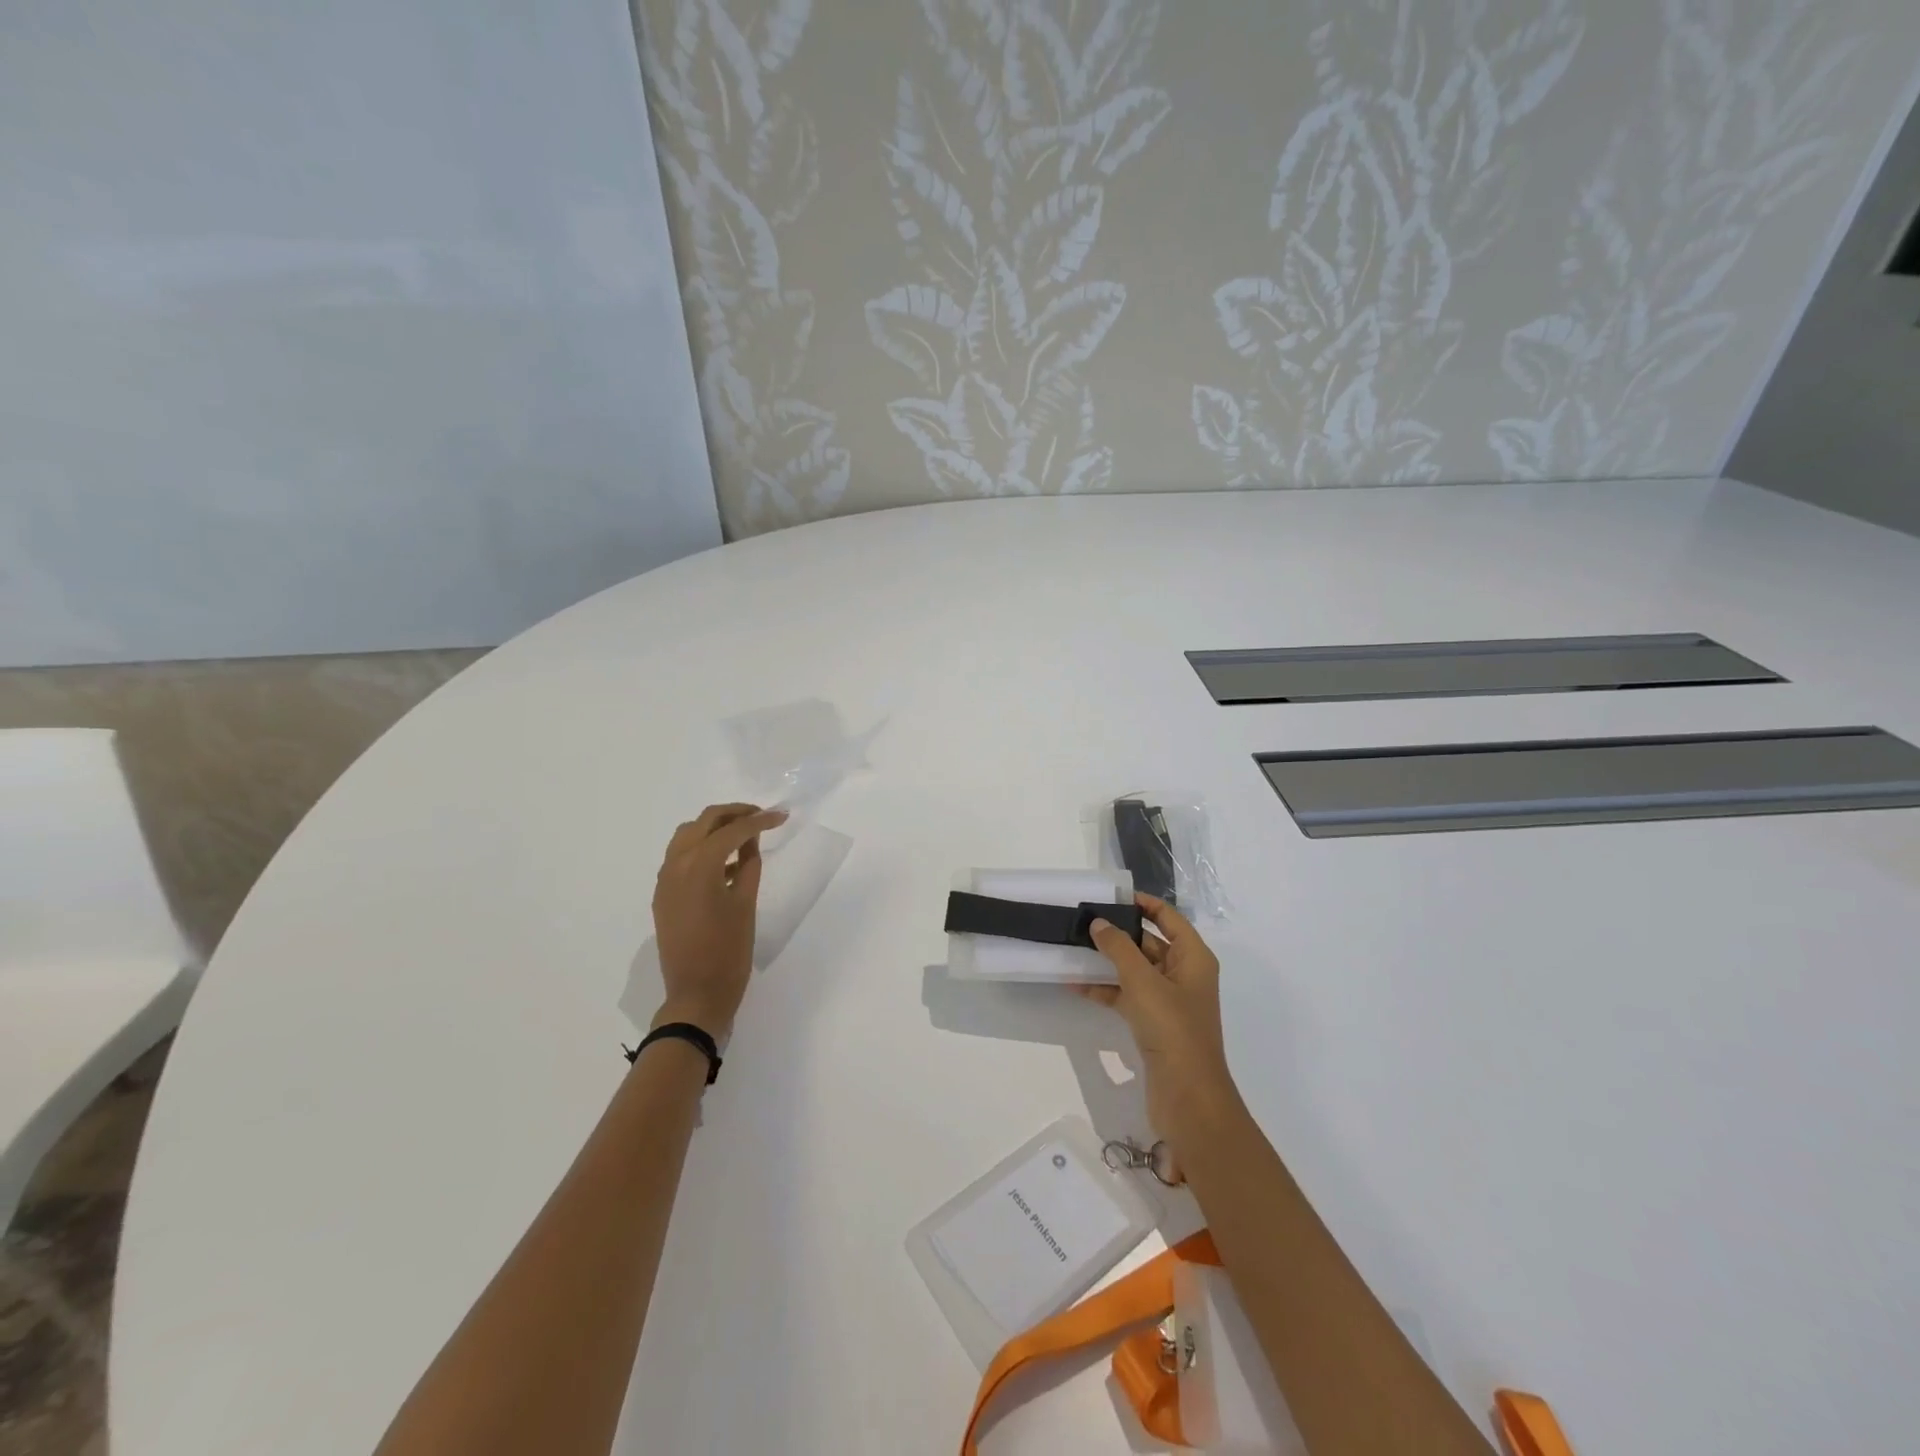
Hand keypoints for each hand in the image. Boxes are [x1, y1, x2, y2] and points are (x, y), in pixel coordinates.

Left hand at [651, 803, 786, 1039]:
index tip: (782, 816)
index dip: (759, 820)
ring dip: (715, 828)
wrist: (696, 995)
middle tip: (762, 817)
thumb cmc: (729, 951)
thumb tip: (751, 841)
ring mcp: (665, 880)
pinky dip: (702, 849)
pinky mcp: (663, 894)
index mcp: (699, 866)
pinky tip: (728, 863)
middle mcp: (676, 865)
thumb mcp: (746, 904)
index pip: (732, 830)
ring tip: (744, 836)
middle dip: (734, 814)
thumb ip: (749, 865)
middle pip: (705, 822)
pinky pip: (680, 857)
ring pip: (688, 835)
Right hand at [1081, 895, 1239, 1167]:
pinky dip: (1107, 990)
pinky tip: (1077, 985)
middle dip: (1119, 933)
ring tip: (1074, 949)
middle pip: (1150, 943)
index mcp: (1193, 958)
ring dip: (1109, 962)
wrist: (1188, 1097)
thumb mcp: (1143, 981)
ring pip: (1136, 971)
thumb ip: (1119, 948)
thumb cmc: (1172, 1029)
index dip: (1143, 903)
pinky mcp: (1154, 1025)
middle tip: (1083, 922)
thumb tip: (1099, 923)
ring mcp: (1170, 1002)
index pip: (1169, 918)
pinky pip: (1128, 996)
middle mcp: (1184, 975)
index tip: (1111, 896)